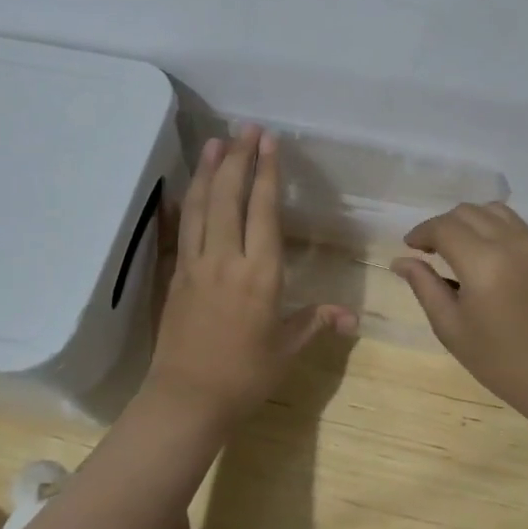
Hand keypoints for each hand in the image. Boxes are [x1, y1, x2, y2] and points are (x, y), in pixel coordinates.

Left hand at [145, 125, 355, 423]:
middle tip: (244, 128)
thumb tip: (352, 317)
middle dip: (237, 159)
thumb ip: (317, 322)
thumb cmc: (245, 376)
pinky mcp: (175, 276)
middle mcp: (226, 260)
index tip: (268, 142)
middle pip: (229, 197)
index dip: (266, 173)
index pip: (264, 211)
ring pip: (200, 207)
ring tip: (215, 142)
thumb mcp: (287, 349)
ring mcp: (195, 265)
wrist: (187, 400)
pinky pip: (180, 230)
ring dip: (207, 171)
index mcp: (260, 274)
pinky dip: (184, 202)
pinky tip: (184, 186)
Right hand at [392, 203, 527, 415]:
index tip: (411, 247)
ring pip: (497, 211)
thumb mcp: (450, 327)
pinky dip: (497, 232)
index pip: (444, 227)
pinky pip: (520, 229)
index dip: (422, 232)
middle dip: (444, 225)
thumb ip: (424, 286)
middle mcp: (512, 244)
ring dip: (471, 222)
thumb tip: (401, 260)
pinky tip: (491, 261)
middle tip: (432, 250)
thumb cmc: (498, 360)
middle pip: (469, 212)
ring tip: (461, 248)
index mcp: (483, 263)